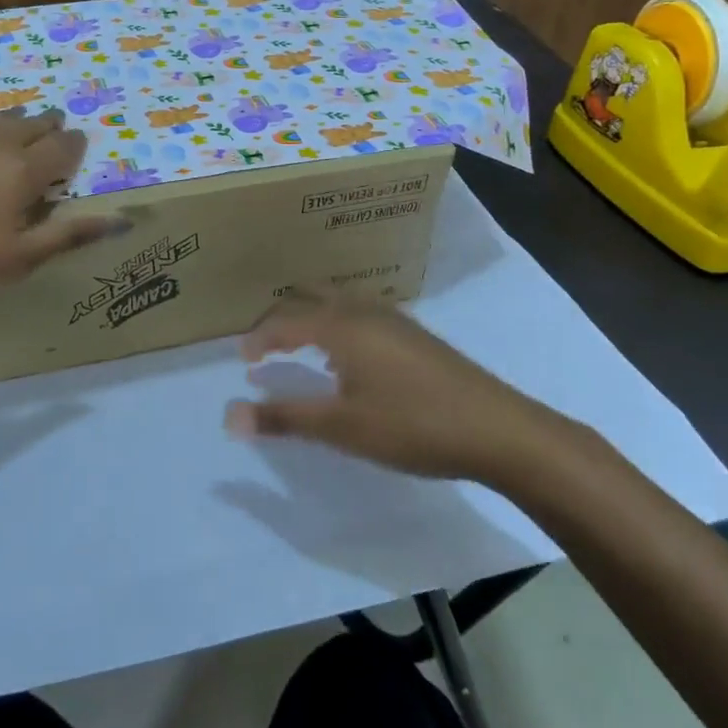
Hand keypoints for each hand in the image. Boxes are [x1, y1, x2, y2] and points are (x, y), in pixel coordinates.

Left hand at [0, 109, 129, 313]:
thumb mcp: (17, 261)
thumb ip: (70, 234)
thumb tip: (121, 218)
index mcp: (22, 168)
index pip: (64, 146)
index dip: (73, 147)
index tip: (73, 150)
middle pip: (31, 123)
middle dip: (44, 130)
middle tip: (43, 141)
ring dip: (1, 131)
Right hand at [225, 289, 576, 486]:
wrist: (499, 429)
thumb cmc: (412, 425)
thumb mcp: (342, 428)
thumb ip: (284, 418)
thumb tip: (229, 416)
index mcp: (340, 324)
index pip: (285, 321)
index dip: (259, 338)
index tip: (242, 359)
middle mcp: (363, 310)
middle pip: (309, 298)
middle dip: (281, 317)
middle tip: (263, 345)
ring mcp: (393, 318)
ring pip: (338, 302)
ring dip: (310, 316)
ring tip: (298, 344)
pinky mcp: (414, 333)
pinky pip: (360, 312)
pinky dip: (336, 322)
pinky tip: (348, 354)